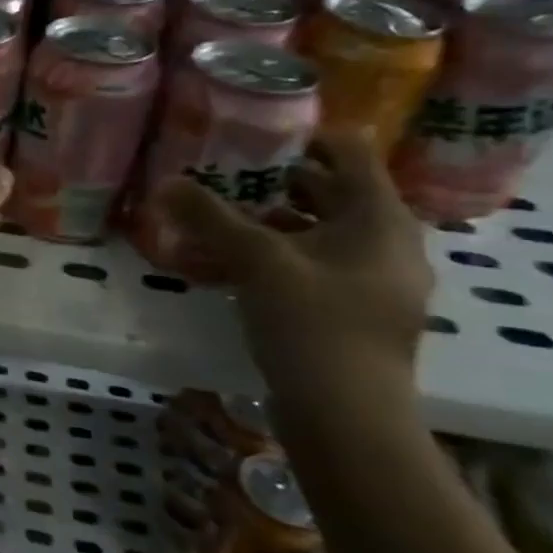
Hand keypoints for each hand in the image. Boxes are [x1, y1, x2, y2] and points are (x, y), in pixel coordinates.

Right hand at [148, 130, 432, 412]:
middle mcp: (387, 242)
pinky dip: (274, 258)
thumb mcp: (256, 261)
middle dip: (274, 181)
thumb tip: (166, 182)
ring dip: (268, 222)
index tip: (252, 135)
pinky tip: (228, 267)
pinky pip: (312, 266)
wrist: (348, 417)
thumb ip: (210, 218)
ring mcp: (373, 280)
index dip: (302, 136)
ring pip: (317, 232)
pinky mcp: (354, 311)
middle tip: (222, 174)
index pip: (348, 151)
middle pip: (330, 191)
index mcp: (380, 217)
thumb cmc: (314, 323)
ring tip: (215, 221)